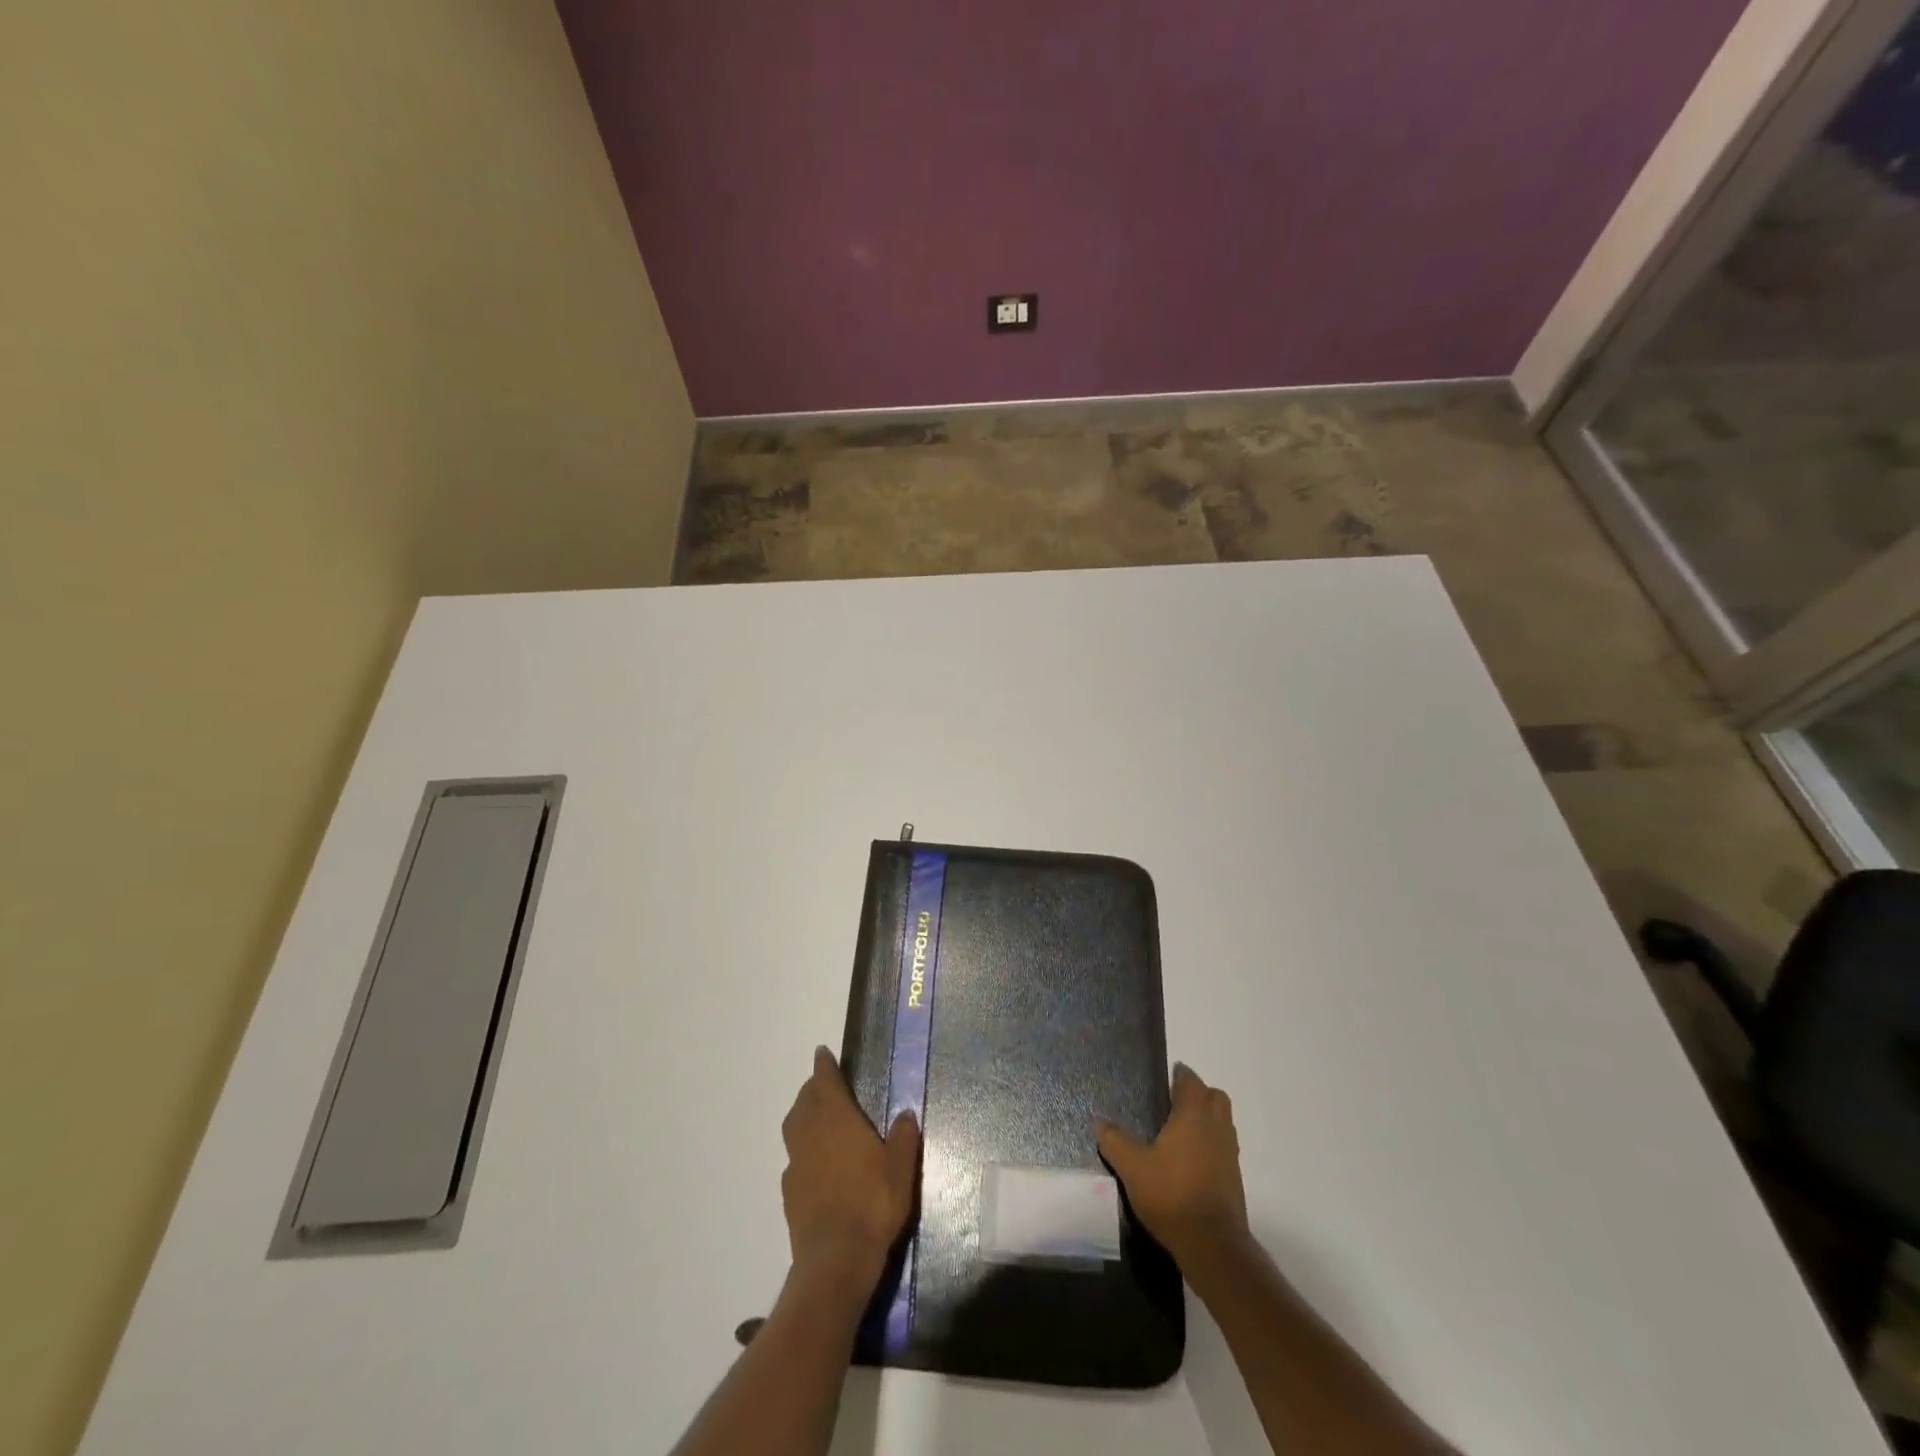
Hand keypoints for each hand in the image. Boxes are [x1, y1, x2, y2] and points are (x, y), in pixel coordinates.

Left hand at [780, 1047, 919, 1286]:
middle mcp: (811, 1134)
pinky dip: (801, 1150)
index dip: (824, 1066)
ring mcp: (796, 1163)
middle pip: (805, 1101)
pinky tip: (814, 1163)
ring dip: (802, 1115)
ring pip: (793, 1127)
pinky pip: (793, 1158)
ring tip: (816, 1117)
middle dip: (813, 1089)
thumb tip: (906, 1114)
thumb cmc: (873, 1204)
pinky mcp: (789, 1192)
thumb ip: (903, 1138)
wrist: (836, 1260)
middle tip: (824, 1086)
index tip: (822, 1053)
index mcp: (837, 1120)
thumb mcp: (900, 1170)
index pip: (825, 1082)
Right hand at [1097, 1062, 1248, 1270]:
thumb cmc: (1172, 1195)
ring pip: (1223, 1122)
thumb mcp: (1133, 1168)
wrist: (1213, 1245)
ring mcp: (1230, 1153)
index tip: (1165, 1079)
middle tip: (1174, 1103)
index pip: (1191, 1082)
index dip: (1179, 1076)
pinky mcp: (1234, 1177)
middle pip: (1214, 1097)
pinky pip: (1224, 1146)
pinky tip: (1190, 1161)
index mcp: (1193, 1116)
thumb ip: (1115, 1142)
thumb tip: (1099, 1122)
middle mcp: (1216, 1127)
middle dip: (1198, 1094)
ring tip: (1180, 1132)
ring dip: (1207, 1119)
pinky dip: (1211, 1144)